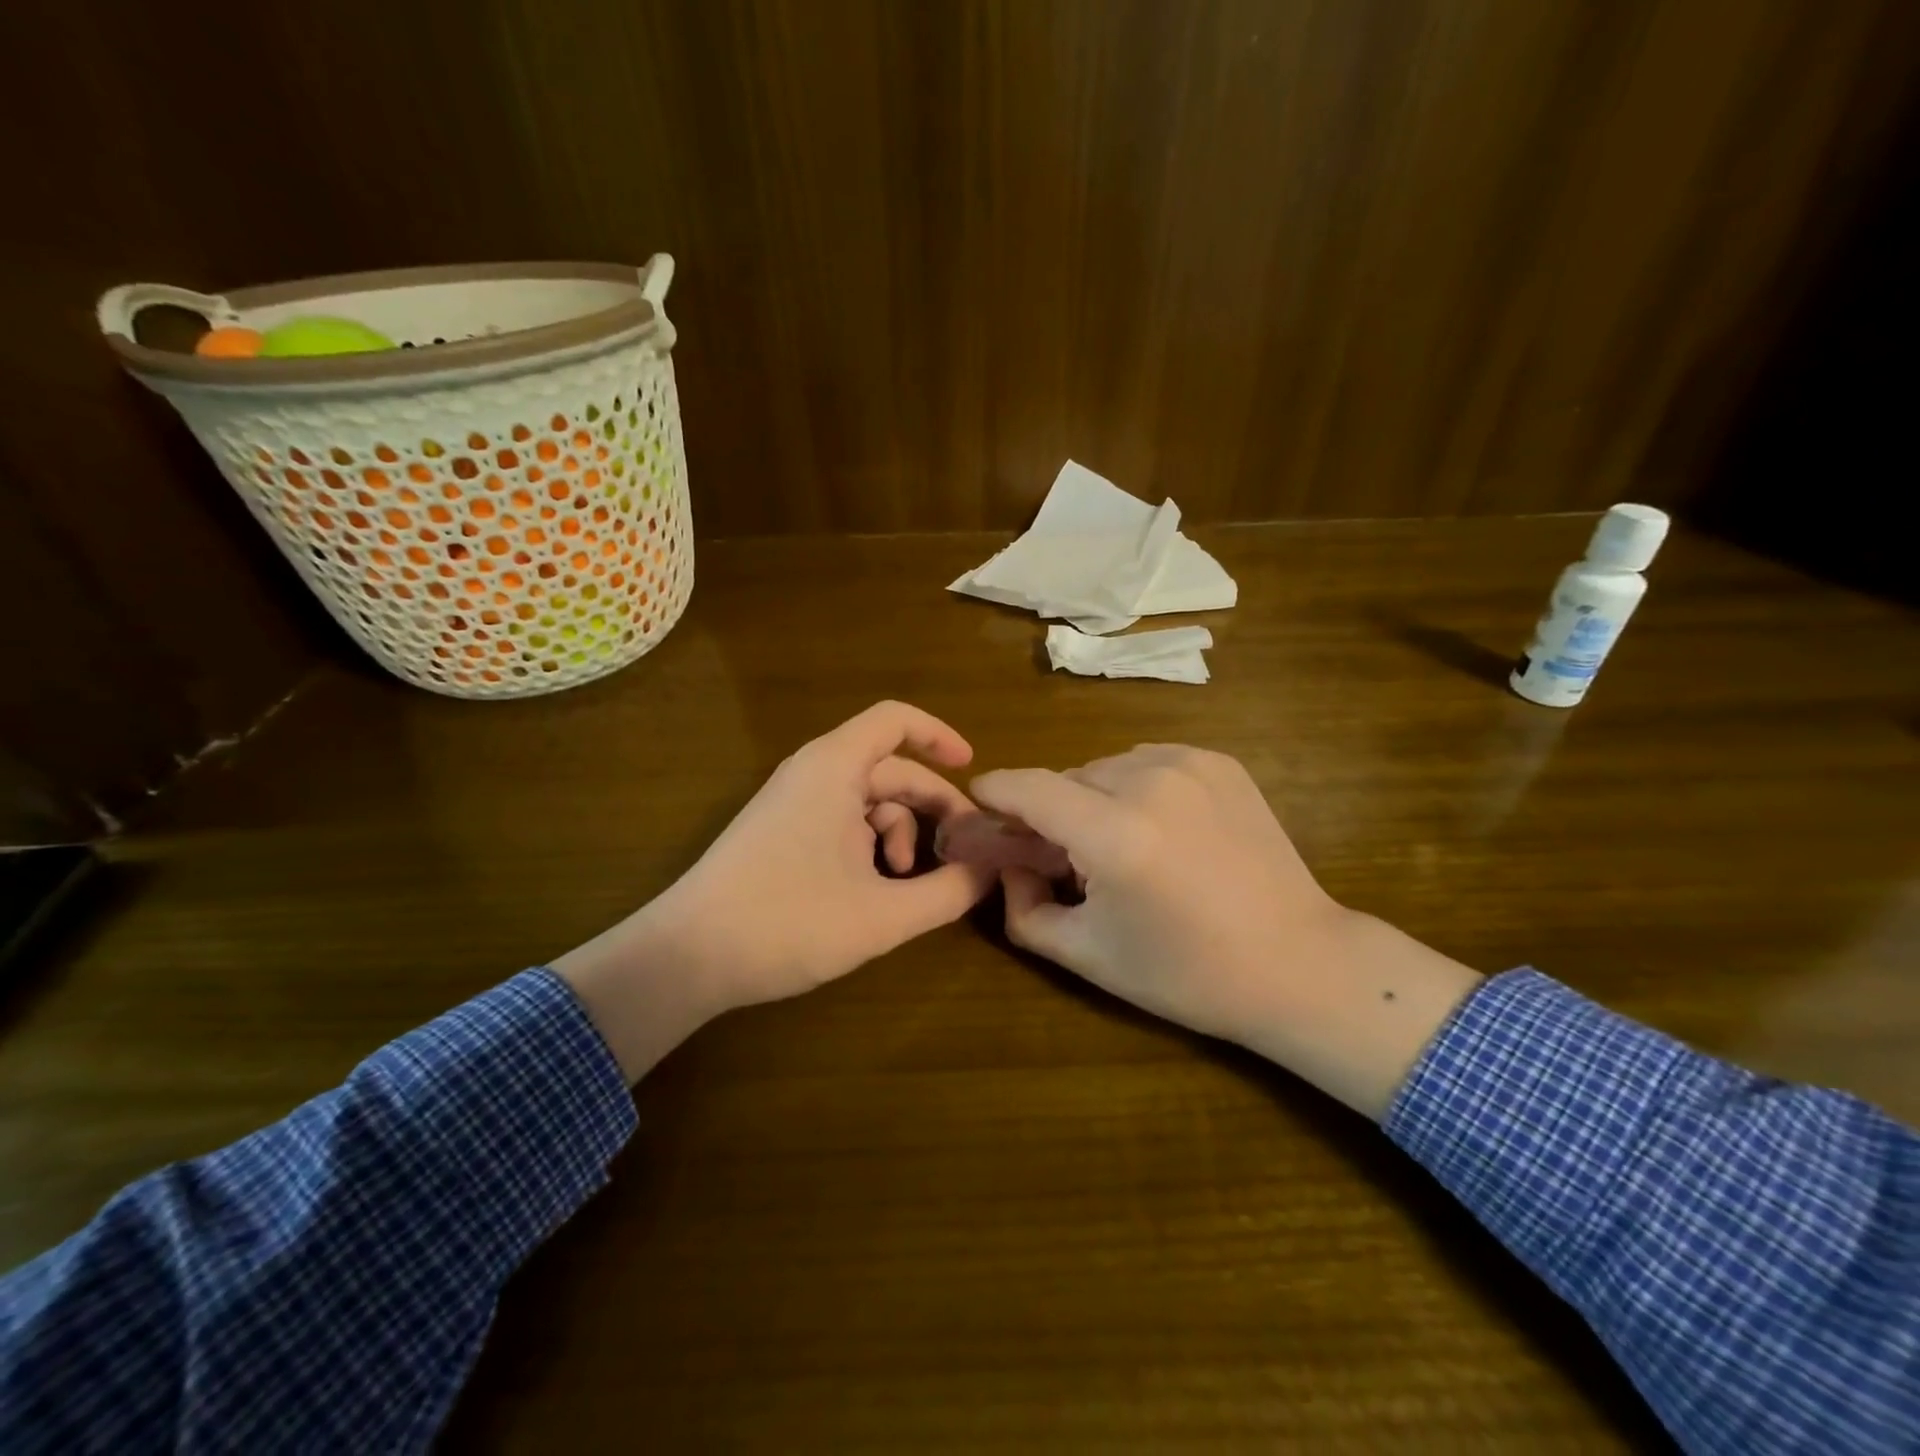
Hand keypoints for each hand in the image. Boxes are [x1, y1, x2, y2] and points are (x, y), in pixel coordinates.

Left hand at [556, 702, 995, 1079]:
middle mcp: (813, 773)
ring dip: (900, 835)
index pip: (896, 720)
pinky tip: (873, 892)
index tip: (973, 769)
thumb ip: (948, 892)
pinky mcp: (781, 832)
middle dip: (932, 806)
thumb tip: (992, 872)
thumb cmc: (788, 922)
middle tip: (965, 849)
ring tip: (905, 884)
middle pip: (890, 769)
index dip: (939, 736)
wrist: (687, 957)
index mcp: (835, 768)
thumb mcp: (883, 915)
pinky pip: (842, 821)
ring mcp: (793, 803)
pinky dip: (869, 847)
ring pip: (868, 801)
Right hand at [968, 746, 1481, 1118]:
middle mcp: (1150, 781)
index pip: (1027, 787)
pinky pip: (1147, 763)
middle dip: (1048, 812)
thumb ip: (1023, 908)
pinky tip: (1158, 829)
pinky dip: (1134, 788)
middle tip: (1059, 855)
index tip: (979, 806)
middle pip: (1065, 780)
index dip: (993, 793)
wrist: (1299, 963)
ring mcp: (1190, 764)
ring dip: (1093, 800)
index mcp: (1115, 834)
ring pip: (1105, 769)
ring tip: (1117, 846)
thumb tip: (1008, 866)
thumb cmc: (1187, 973)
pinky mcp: (1219, 762)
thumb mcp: (1087, 954)